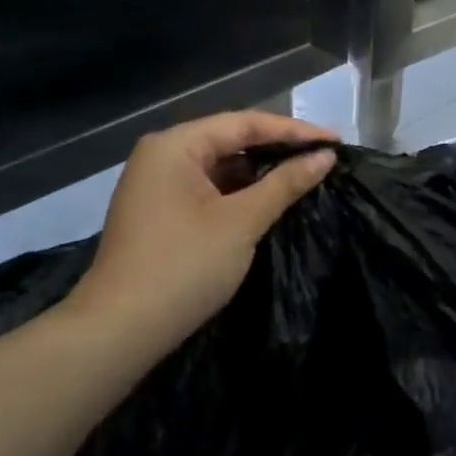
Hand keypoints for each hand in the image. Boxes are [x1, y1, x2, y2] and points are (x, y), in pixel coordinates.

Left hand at [69, 110, 337, 360]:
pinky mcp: (161, 212)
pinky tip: (270, 199)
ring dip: (260, 172)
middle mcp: (163, 155)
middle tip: (324, 157)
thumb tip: (325, 157)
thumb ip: (285, 183)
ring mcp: (158, 184)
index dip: (295, 131)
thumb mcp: (242, 222)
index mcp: (175, 145)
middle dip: (278, 148)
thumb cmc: (183, 267)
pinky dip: (240, 192)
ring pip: (220, 165)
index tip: (336, 142)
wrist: (119, 331)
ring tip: (306, 175)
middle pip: (231, 140)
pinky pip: (209, 188)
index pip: (245, 124)